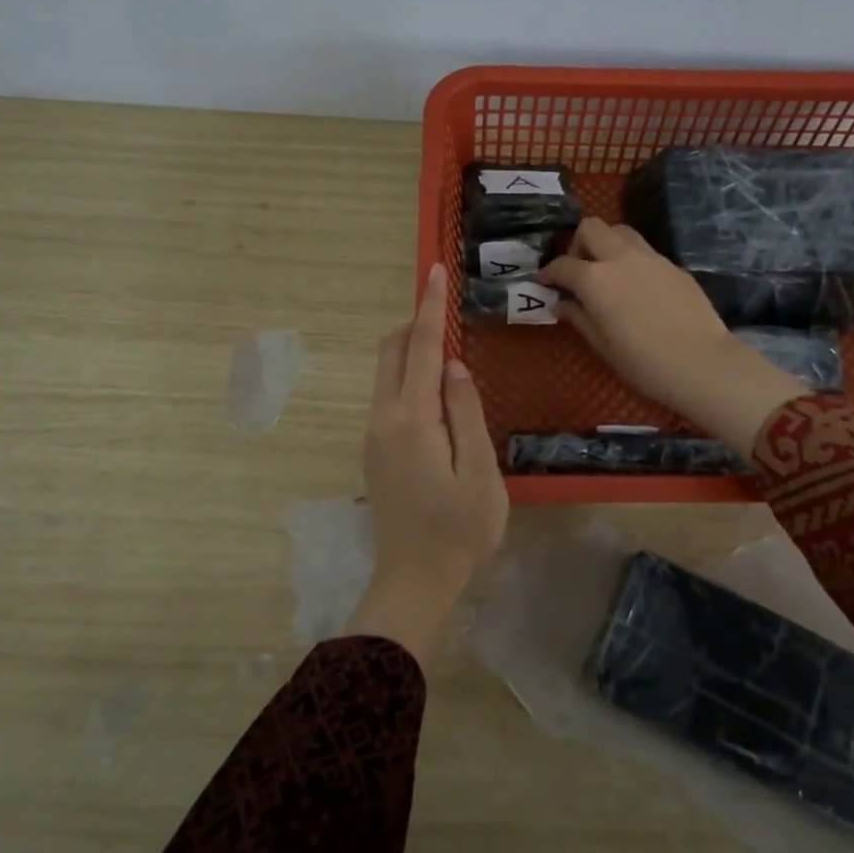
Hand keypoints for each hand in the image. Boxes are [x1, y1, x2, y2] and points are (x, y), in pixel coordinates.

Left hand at [346, 263, 508, 667]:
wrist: (413, 581)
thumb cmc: (460, 530)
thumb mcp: (480, 472)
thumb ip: (466, 412)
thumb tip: (453, 365)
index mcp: (412, 419)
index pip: (419, 348)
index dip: (429, 307)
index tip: (434, 271)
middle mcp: (383, 418)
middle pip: (391, 352)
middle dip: (414, 324)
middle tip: (448, 315)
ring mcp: (373, 435)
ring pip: (385, 374)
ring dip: (410, 352)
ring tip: (448, 355)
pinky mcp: (374, 450)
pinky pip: (388, 396)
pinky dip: (407, 379)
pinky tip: (435, 396)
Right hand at [537, 220, 806, 454]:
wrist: (702, 363)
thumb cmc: (643, 362)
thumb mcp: (602, 345)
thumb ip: (579, 318)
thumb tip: (562, 304)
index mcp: (596, 279)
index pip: (562, 265)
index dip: (548, 273)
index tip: (543, 282)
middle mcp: (620, 258)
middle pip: (591, 228)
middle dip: (577, 243)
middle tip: (578, 270)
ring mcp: (651, 258)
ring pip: (621, 231)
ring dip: (607, 244)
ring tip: (607, 271)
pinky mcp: (674, 266)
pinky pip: (645, 251)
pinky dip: (632, 259)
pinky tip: (637, 286)